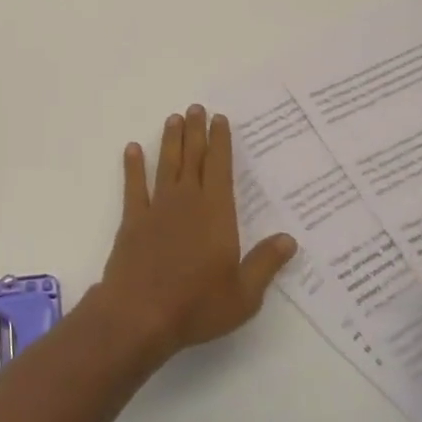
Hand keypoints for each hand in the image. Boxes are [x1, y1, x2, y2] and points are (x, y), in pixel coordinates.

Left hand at [92, 105, 298, 361]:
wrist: (141, 313)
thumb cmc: (197, 305)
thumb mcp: (244, 294)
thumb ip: (265, 263)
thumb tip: (289, 239)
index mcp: (217, 213)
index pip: (220, 168)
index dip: (220, 142)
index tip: (220, 119)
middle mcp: (187, 201)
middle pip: (193, 158)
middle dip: (196, 131)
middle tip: (196, 107)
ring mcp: (157, 208)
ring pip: (166, 165)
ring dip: (170, 141)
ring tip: (172, 119)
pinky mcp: (133, 220)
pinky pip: (134, 186)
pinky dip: (133, 166)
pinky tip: (132, 150)